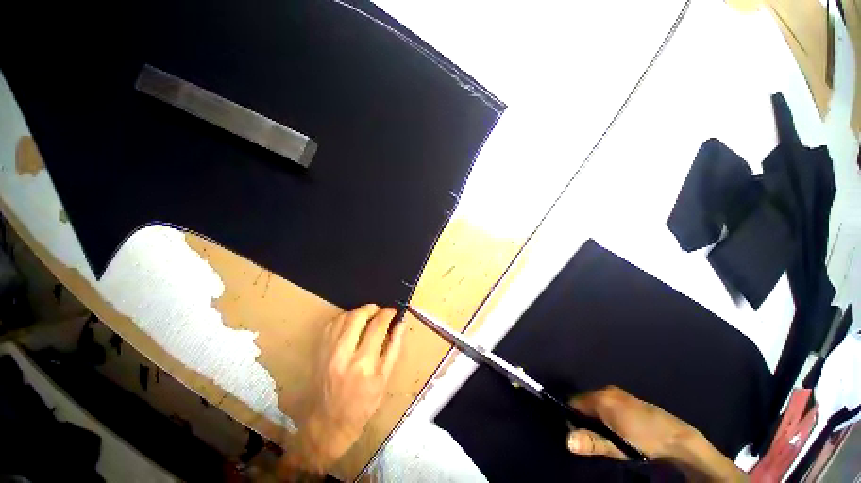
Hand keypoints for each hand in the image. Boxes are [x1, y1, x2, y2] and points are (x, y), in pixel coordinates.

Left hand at [278, 304, 405, 478]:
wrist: (329, 423)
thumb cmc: (363, 404)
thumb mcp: (385, 378)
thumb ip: (394, 347)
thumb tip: (401, 323)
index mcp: (364, 364)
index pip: (377, 326)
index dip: (387, 314)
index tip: (393, 311)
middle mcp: (343, 355)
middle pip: (357, 316)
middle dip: (371, 308)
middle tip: (379, 311)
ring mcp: (327, 352)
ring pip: (343, 317)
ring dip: (358, 312)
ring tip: (367, 316)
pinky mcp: (318, 351)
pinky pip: (331, 324)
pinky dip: (344, 318)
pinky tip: (351, 323)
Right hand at [567, 386, 746, 481]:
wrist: (678, 440)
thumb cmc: (645, 442)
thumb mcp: (617, 447)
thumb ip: (592, 441)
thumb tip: (567, 439)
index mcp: (601, 397)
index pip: (573, 402)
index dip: (572, 418)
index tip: (578, 435)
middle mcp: (606, 389)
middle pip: (584, 402)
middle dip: (584, 418)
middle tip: (595, 438)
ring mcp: (618, 392)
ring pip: (595, 403)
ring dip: (596, 417)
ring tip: (607, 435)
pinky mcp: (627, 397)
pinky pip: (607, 403)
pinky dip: (606, 414)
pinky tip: (617, 429)